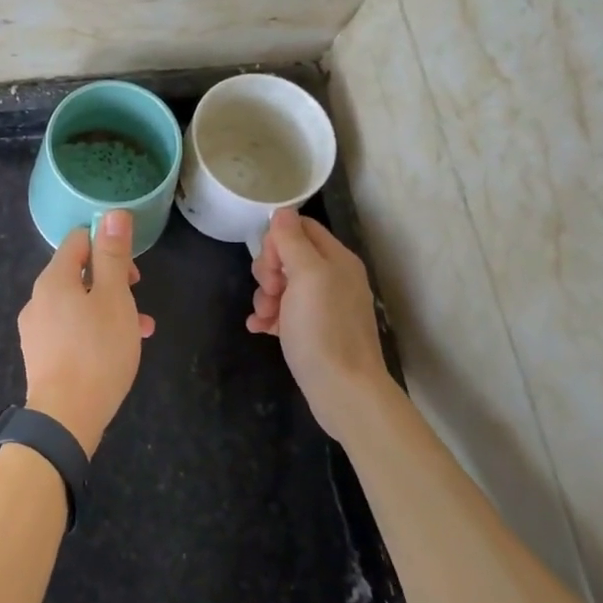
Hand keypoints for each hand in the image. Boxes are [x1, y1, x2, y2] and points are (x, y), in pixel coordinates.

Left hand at [18, 210, 155, 455]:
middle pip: (77, 273)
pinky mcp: (40, 355)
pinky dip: (94, 330)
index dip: (107, 245)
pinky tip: (117, 351)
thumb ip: (113, 256)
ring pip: (77, 304)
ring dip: (109, 308)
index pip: (78, 240)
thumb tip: (113, 213)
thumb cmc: (97, 352)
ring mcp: (36, 328)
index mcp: (53, 278)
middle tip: (138, 299)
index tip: (132, 270)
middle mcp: (38, 298)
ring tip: (140, 330)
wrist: (65, 417)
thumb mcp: (114, 299)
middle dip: (112, 281)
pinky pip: (70, 329)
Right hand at [247, 207, 391, 437]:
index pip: (300, 228)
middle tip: (270, 291)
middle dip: (268, 271)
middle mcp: (333, 278)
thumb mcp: (307, 276)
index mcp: (336, 259)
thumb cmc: (324, 329)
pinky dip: (269, 318)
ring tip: (265, 317)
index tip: (271, 264)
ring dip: (265, 297)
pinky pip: (283, 313)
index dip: (277, 240)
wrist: (343, 390)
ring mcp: (323, 306)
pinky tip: (259, 329)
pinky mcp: (312, 331)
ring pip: (282, 285)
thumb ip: (293, 241)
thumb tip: (282, 211)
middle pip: (288, 256)